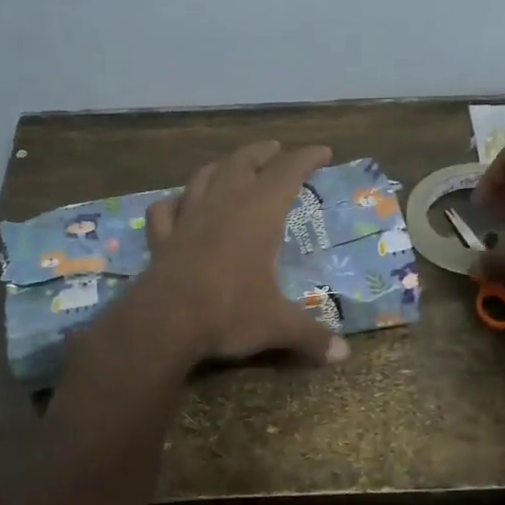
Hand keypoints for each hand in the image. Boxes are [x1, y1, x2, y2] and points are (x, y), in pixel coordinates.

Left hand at [135, 141, 349, 367]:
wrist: (165, 323)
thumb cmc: (229, 313)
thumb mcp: (278, 326)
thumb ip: (311, 336)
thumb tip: (343, 356)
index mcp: (258, 215)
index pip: (287, 172)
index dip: (306, 158)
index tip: (323, 151)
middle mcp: (223, 206)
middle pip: (243, 163)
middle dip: (262, 152)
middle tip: (276, 149)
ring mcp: (187, 220)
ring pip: (204, 177)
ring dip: (221, 166)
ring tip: (232, 165)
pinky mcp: (161, 240)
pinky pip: (165, 210)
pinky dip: (175, 201)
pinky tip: (178, 203)